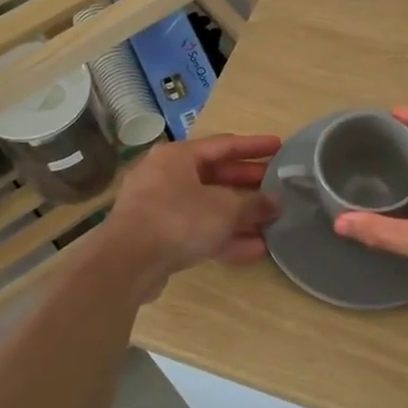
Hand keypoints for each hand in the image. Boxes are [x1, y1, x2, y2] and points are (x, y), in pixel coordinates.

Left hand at [102, 133, 281, 285]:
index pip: (224, 144)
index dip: (254, 146)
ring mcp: (160, 209)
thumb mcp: (225, 209)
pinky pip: (198, 231)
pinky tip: (255, 249)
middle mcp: (166, 176)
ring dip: (240, 215)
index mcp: (178, 156)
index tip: (279, 146)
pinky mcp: (159, 238)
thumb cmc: (178, 220)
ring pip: (208, 207)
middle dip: (249, 184)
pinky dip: (225, 237)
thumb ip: (254, 204)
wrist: (127, 263)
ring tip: (272, 222)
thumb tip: (275, 203)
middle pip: (216, 176)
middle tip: (278, 186)